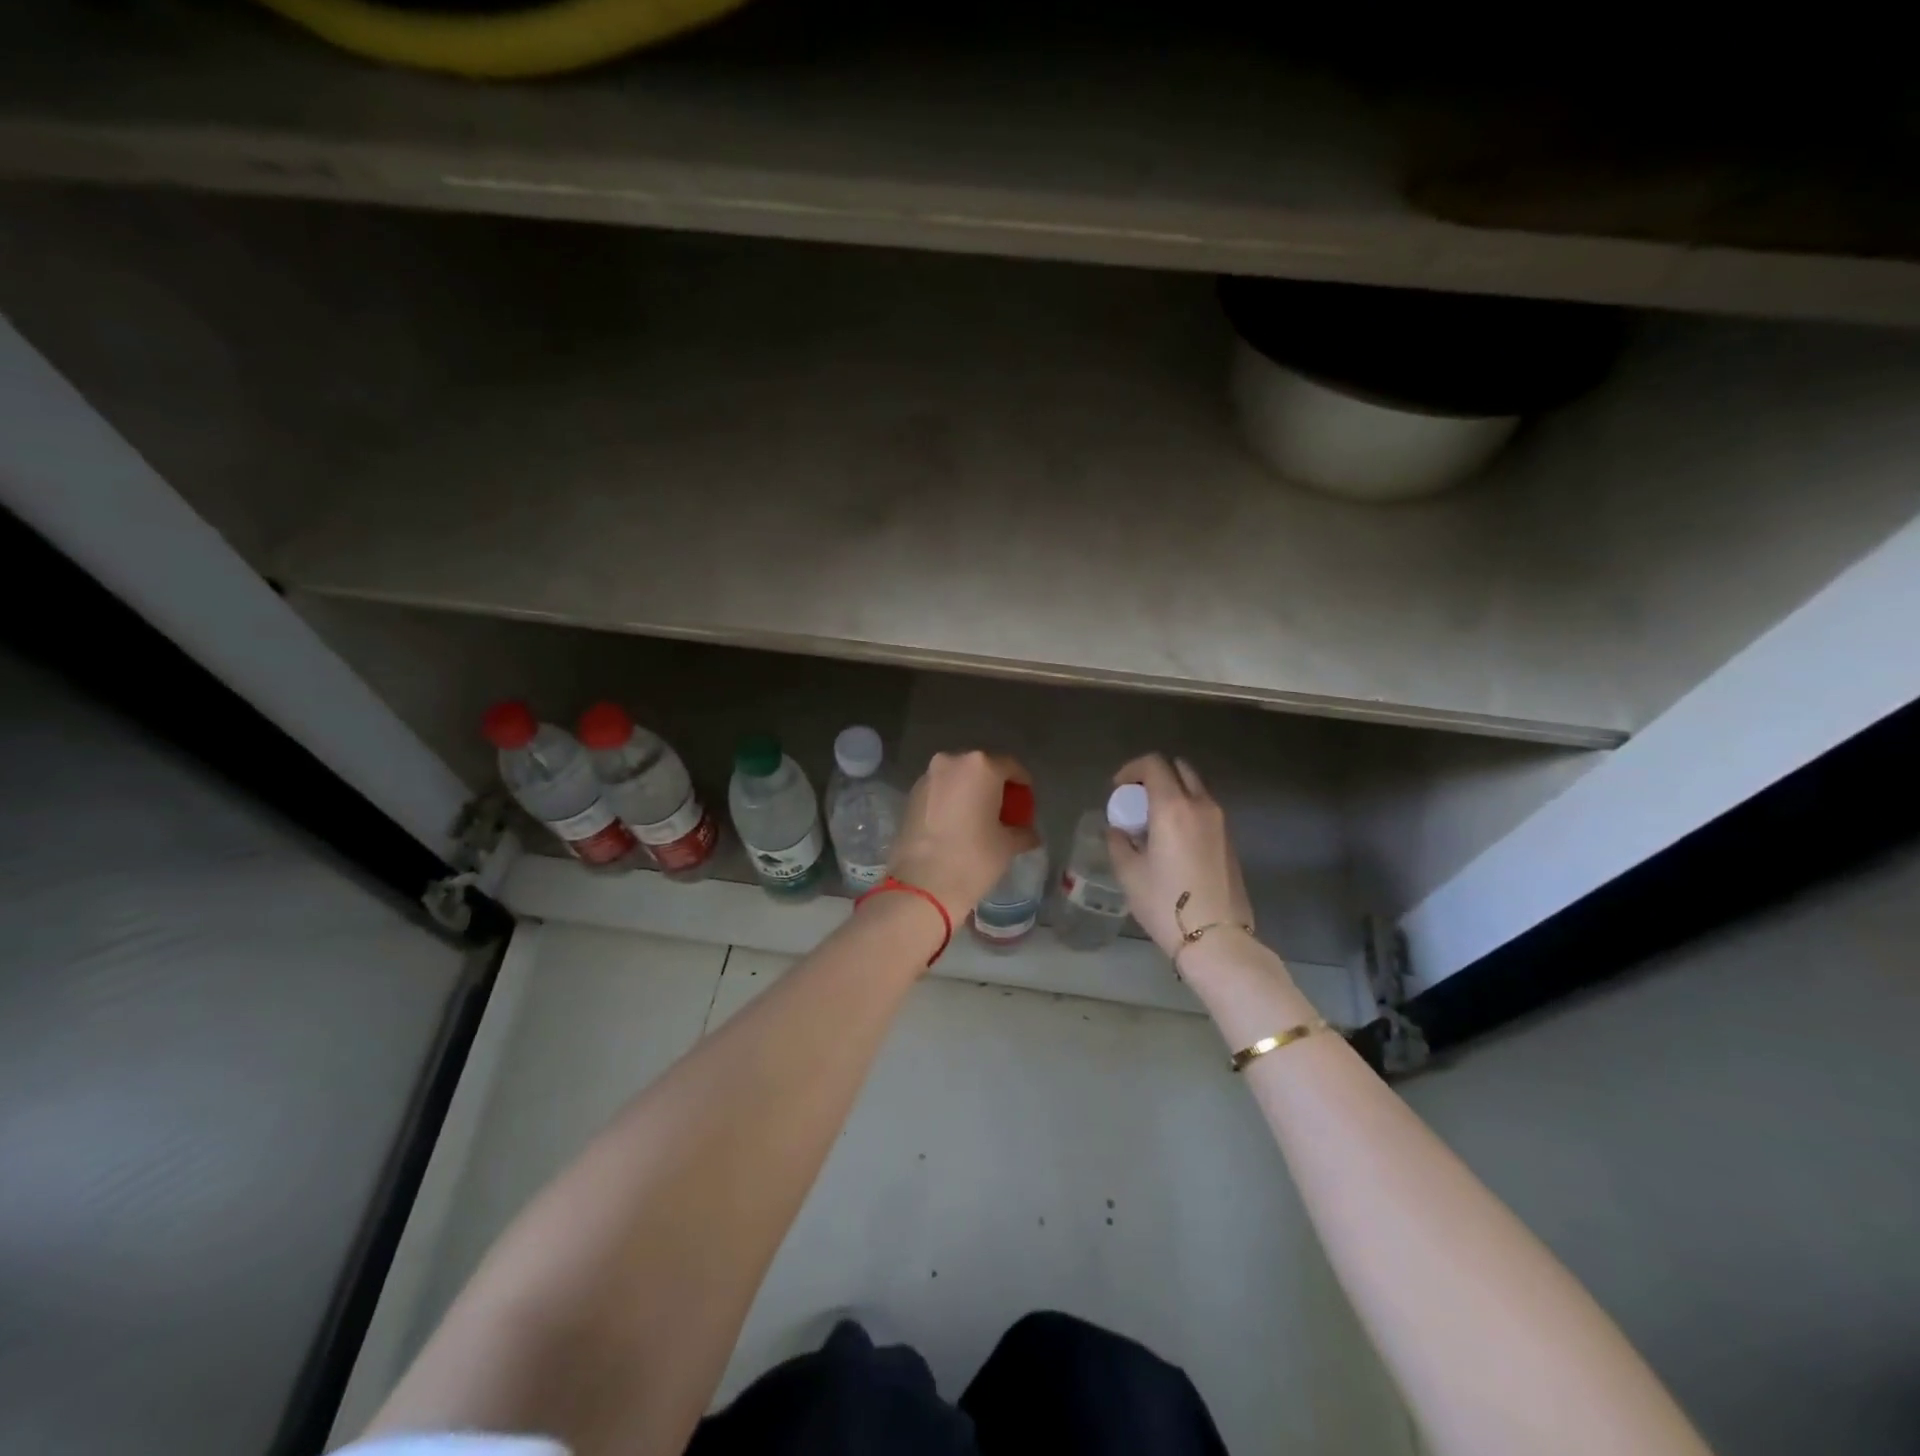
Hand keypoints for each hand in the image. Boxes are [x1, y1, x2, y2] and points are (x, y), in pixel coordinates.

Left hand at [891, 751, 1040, 924]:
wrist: (922, 884)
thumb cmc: (974, 858)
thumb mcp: (1008, 845)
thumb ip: (1023, 832)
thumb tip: (1029, 833)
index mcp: (980, 766)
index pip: (1010, 766)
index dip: (1022, 783)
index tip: (1026, 799)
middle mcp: (951, 762)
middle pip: (980, 768)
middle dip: (993, 786)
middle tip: (1004, 809)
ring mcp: (927, 778)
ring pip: (956, 779)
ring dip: (969, 792)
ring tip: (978, 818)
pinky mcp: (910, 796)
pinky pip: (939, 792)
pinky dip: (950, 801)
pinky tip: (956, 825)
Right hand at [1107, 755, 1253, 958]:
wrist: (1216, 938)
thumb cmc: (1165, 903)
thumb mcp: (1129, 873)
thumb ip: (1119, 842)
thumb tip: (1118, 831)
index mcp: (1173, 807)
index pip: (1154, 764)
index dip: (1132, 769)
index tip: (1118, 789)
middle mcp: (1201, 805)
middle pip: (1180, 769)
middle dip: (1156, 776)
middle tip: (1137, 800)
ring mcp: (1221, 822)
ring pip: (1196, 788)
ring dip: (1174, 792)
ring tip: (1154, 821)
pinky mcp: (1230, 840)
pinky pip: (1206, 809)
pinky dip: (1188, 809)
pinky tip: (1174, 840)